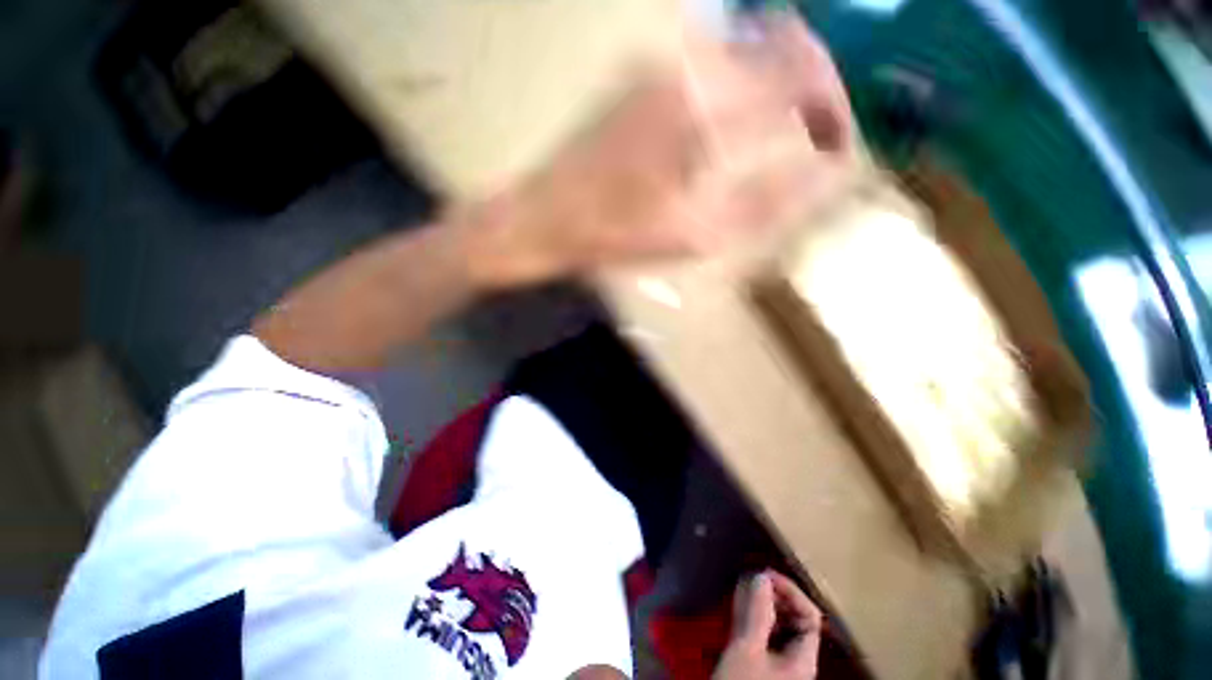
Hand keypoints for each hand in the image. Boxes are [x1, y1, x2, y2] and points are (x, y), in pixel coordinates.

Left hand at [466, 13, 853, 288]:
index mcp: (704, 108)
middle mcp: (685, 65)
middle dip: (810, 84)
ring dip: (773, 83)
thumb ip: (765, 202)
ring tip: (777, 132)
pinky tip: (726, 126)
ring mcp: (655, 62)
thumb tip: (824, 171)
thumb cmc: (614, 236)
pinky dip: (737, 84)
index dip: (834, 102)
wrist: (544, 218)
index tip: (834, 141)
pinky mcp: (636, 73)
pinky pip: (708, 60)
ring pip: (745, 45)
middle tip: (813, 133)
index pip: (804, 71)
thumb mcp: (695, 235)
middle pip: (780, 41)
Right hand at [713, 571, 823, 679]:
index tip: (764, 574)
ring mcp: (780, 666)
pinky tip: (739, 610)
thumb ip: (756, 612)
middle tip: (751, 579)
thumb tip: (761, 576)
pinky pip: (765, 635)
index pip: (810, 616)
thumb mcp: (746, 649)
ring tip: (742, 590)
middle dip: (775, 596)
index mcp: (802, 659)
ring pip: (779, 627)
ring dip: (763, 605)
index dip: (791, 591)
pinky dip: (754, 618)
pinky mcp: (763, 667)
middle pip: (796, 620)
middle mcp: (796, 661)